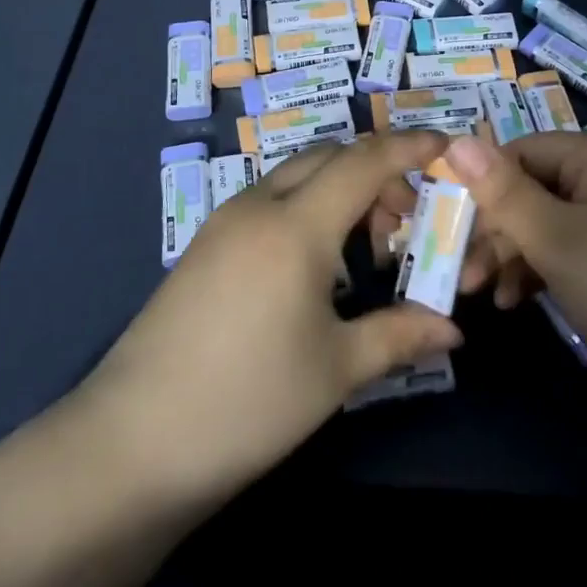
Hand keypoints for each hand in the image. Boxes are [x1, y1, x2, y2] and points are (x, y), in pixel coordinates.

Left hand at [75, 132, 462, 508]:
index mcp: (295, 225)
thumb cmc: (249, 401)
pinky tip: (315, 264)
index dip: (408, 146)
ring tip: (363, 249)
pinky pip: (268, 201)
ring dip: (338, 190)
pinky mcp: (204, 246)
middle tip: (404, 222)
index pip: (363, 162)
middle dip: (375, 172)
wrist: (132, 442)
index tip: (444, 145)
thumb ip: (399, 335)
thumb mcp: (335, 370)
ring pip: (295, 177)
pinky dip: (306, 207)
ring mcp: (224, 223)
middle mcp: (258, 207)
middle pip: (328, 158)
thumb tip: (453, 329)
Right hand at [446, 131, 586, 394]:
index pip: (522, 151)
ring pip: (553, 224)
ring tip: (487, 297)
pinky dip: (547, 271)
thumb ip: (502, 192)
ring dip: (516, 256)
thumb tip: (454, 140)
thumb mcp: (555, 240)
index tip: (450, 227)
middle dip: (496, 230)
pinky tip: (522, 302)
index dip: (482, 185)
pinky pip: (578, 249)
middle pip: (536, 189)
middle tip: (463, 275)